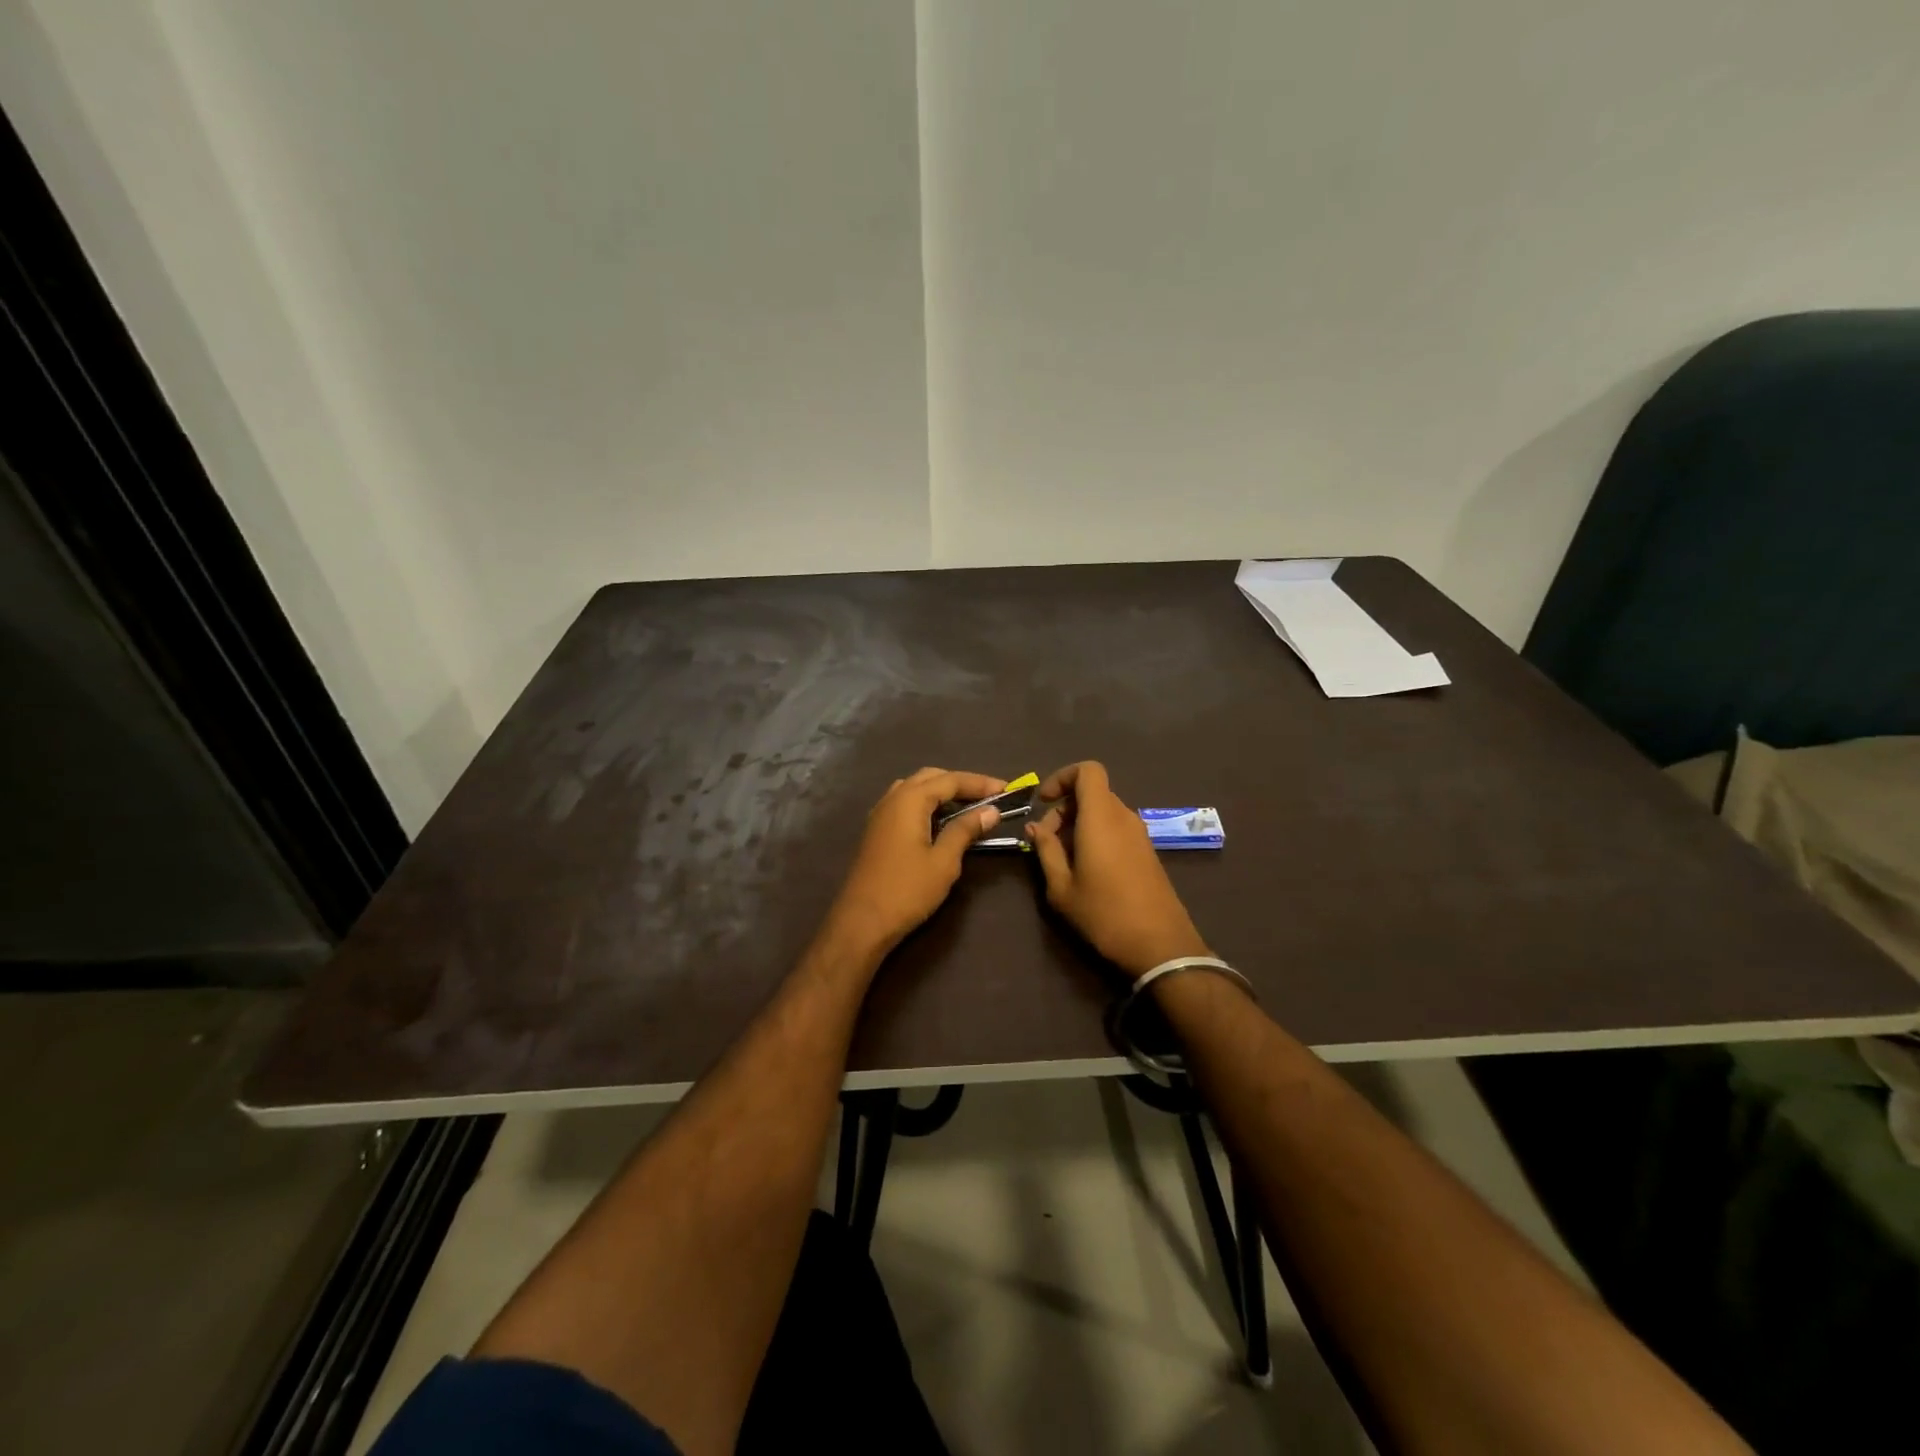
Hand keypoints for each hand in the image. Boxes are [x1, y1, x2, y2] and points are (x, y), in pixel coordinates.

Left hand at [820, 767, 1006, 955]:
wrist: (861, 922)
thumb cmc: (906, 890)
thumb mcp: (944, 861)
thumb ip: (965, 830)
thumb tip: (991, 811)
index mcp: (910, 800)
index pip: (951, 780)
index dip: (980, 783)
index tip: (1007, 789)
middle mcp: (892, 798)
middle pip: (931, 777)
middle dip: (961, 783)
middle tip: (988, 797)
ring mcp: (880, 814)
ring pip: (915, 788)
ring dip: (942, 792)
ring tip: (967, 807)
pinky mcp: (876, 830)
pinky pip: (904, 803)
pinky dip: (926, 804)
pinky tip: (940, 822)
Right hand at [1027, 761, 1209, 977]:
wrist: (1160, 946)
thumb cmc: (1104, 914)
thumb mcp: (1061, 887)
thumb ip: (1046, 850)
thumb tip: (1035, 826)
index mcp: (1101, 817)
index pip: (1087, 770)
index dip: (1062, 777)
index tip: (1042, 802)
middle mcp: (1123, 817)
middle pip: (1092, 792)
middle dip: (1064, 808)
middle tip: (1046, 841)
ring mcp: (1139, 834)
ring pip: (1104, 811)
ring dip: (1079, 824)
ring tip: (1063, 859)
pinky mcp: (1147, 851)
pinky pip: (1116, 827)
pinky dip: (1097, 835)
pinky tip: (1086, 869)